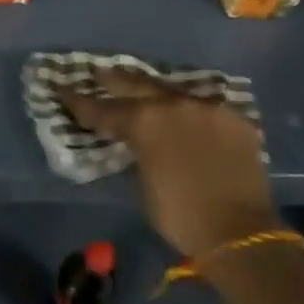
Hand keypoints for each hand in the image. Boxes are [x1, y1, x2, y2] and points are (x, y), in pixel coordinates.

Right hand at [57, 70, 276, 258]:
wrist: (240, 231)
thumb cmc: (180, 215)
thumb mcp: (143, 184)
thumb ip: (138, 153)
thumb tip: (139, 145)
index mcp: (144, 121)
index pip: (103, 109)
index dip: (80, 102)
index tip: (63, 90)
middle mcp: (174, 104)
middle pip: (137, 84)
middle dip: (115, 80)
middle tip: (99, 73)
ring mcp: (207, 108)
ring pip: (174, 92)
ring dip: (155, 92)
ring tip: (143, 88)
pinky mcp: (235, 119)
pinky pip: (205, 109)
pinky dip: (191, 113)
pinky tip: (187, 115)